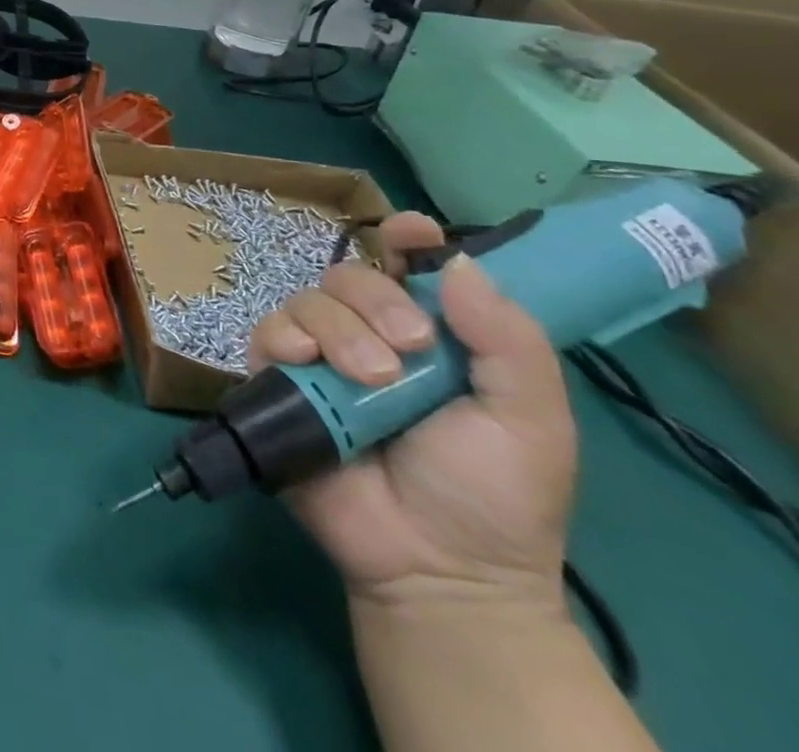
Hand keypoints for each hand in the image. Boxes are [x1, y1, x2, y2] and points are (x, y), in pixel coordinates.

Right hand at [249, 213, 576, 613]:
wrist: (436, 566)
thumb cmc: (494, 494)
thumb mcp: (531, 420)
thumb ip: (508, 341)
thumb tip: (459, 262)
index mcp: (432, 334)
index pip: (410, 266)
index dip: (407, 238)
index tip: (411, 232)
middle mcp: (370, 333)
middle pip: (351, 274)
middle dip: (376, 299)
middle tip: (410, 348)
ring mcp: (321, 356)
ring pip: (309, 300)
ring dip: (339, 329)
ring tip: (370, 379)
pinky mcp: (278, 378)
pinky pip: (267, 331)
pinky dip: (286, 338)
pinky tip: (307, 364)